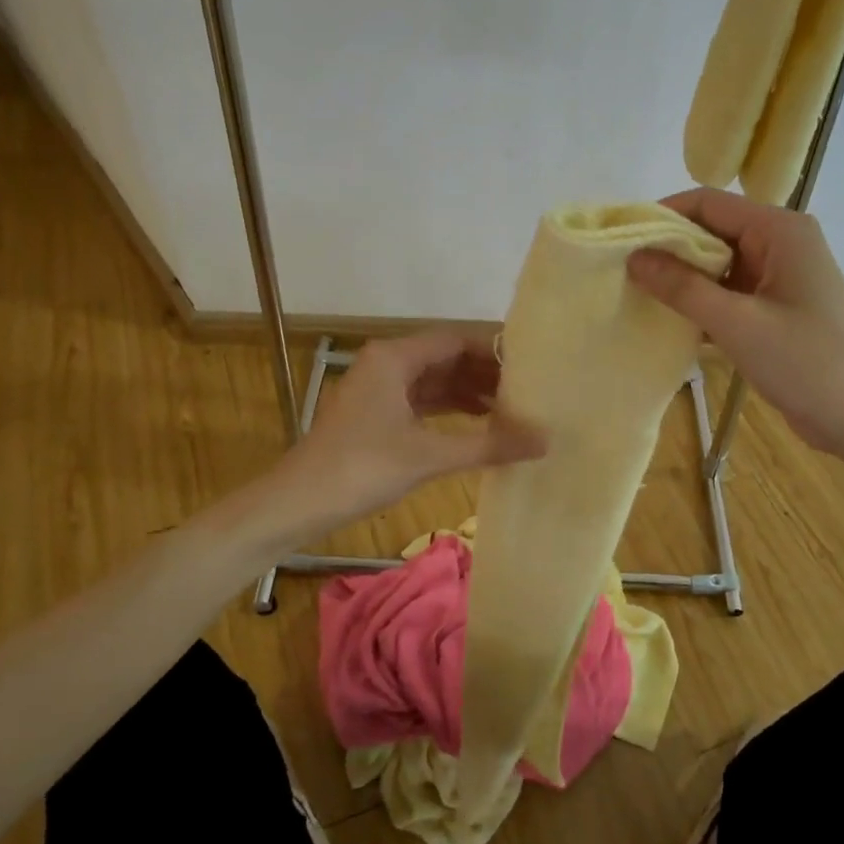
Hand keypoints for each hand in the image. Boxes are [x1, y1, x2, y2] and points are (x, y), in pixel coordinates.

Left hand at [279, 328, 545, 523]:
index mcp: (394, 357)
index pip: (456, 339)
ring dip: (471, 392)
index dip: (495, 349)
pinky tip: (481, 423)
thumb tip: (546, 440)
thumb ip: (489, 445)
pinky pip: (423, 402)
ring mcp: (380, 390)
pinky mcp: (377, 415)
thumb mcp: (429, 456)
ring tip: (515, 406)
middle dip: (487, 372)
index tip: (534, 362)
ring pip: (435, 381)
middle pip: (447, 357)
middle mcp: (387, 364)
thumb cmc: (361, 469)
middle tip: (531, 388)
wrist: (298, 505)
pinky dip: (451, 410)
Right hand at [627, 188, 843, 459]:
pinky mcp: (774, 307)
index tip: (621, 240)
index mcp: (780, 230)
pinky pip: (729, 292)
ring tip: (637, 296)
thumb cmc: (805, 363)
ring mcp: (779, 276)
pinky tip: (670, 321)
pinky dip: (702, 303)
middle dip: (669, 250)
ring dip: (683, 280)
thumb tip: (634, 257)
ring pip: (718, 264)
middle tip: (623, 273)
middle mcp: (780, 242)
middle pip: (712, 231)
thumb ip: (683, 288)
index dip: (662, 216)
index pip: (708, 203)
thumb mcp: (737, 323)